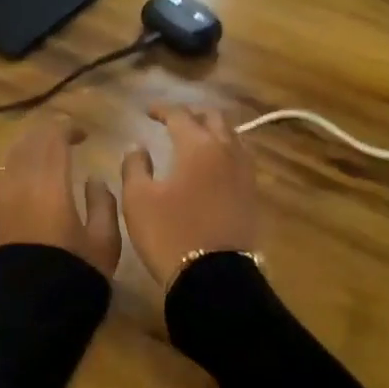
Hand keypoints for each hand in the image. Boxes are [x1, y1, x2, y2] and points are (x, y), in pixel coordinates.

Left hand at [0, 115, 121, 276]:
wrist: (27, 318)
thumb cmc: (73, 278)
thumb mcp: (104, 243)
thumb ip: (103, 203)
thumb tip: (94, 179)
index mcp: (49, 183)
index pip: (53, 136)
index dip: (68, 127)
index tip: (83, 134)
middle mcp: (17, 182)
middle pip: (27, 141)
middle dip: (46, 134)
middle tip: (64, 139)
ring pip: (7, 158)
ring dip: (27, 150)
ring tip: (42, 159)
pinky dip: (10, 172)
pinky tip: (21, 184)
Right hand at [120, 104, 258, 289]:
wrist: (215, 277)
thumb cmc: (170, 234)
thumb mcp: (138, 200)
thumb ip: (135, 166)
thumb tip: (137, 146)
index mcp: (197, 145)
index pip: (180, 115)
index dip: (162, 109)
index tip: (147, 112)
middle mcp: (226, 150)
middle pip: (214, 118)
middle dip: (193, 114)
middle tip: (174, 120)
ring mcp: (244, 172)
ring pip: (232, 136)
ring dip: (213, 130)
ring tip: (196, 138)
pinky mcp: (253, 194)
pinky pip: (240, 158)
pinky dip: (225, 151)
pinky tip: (213, 164)